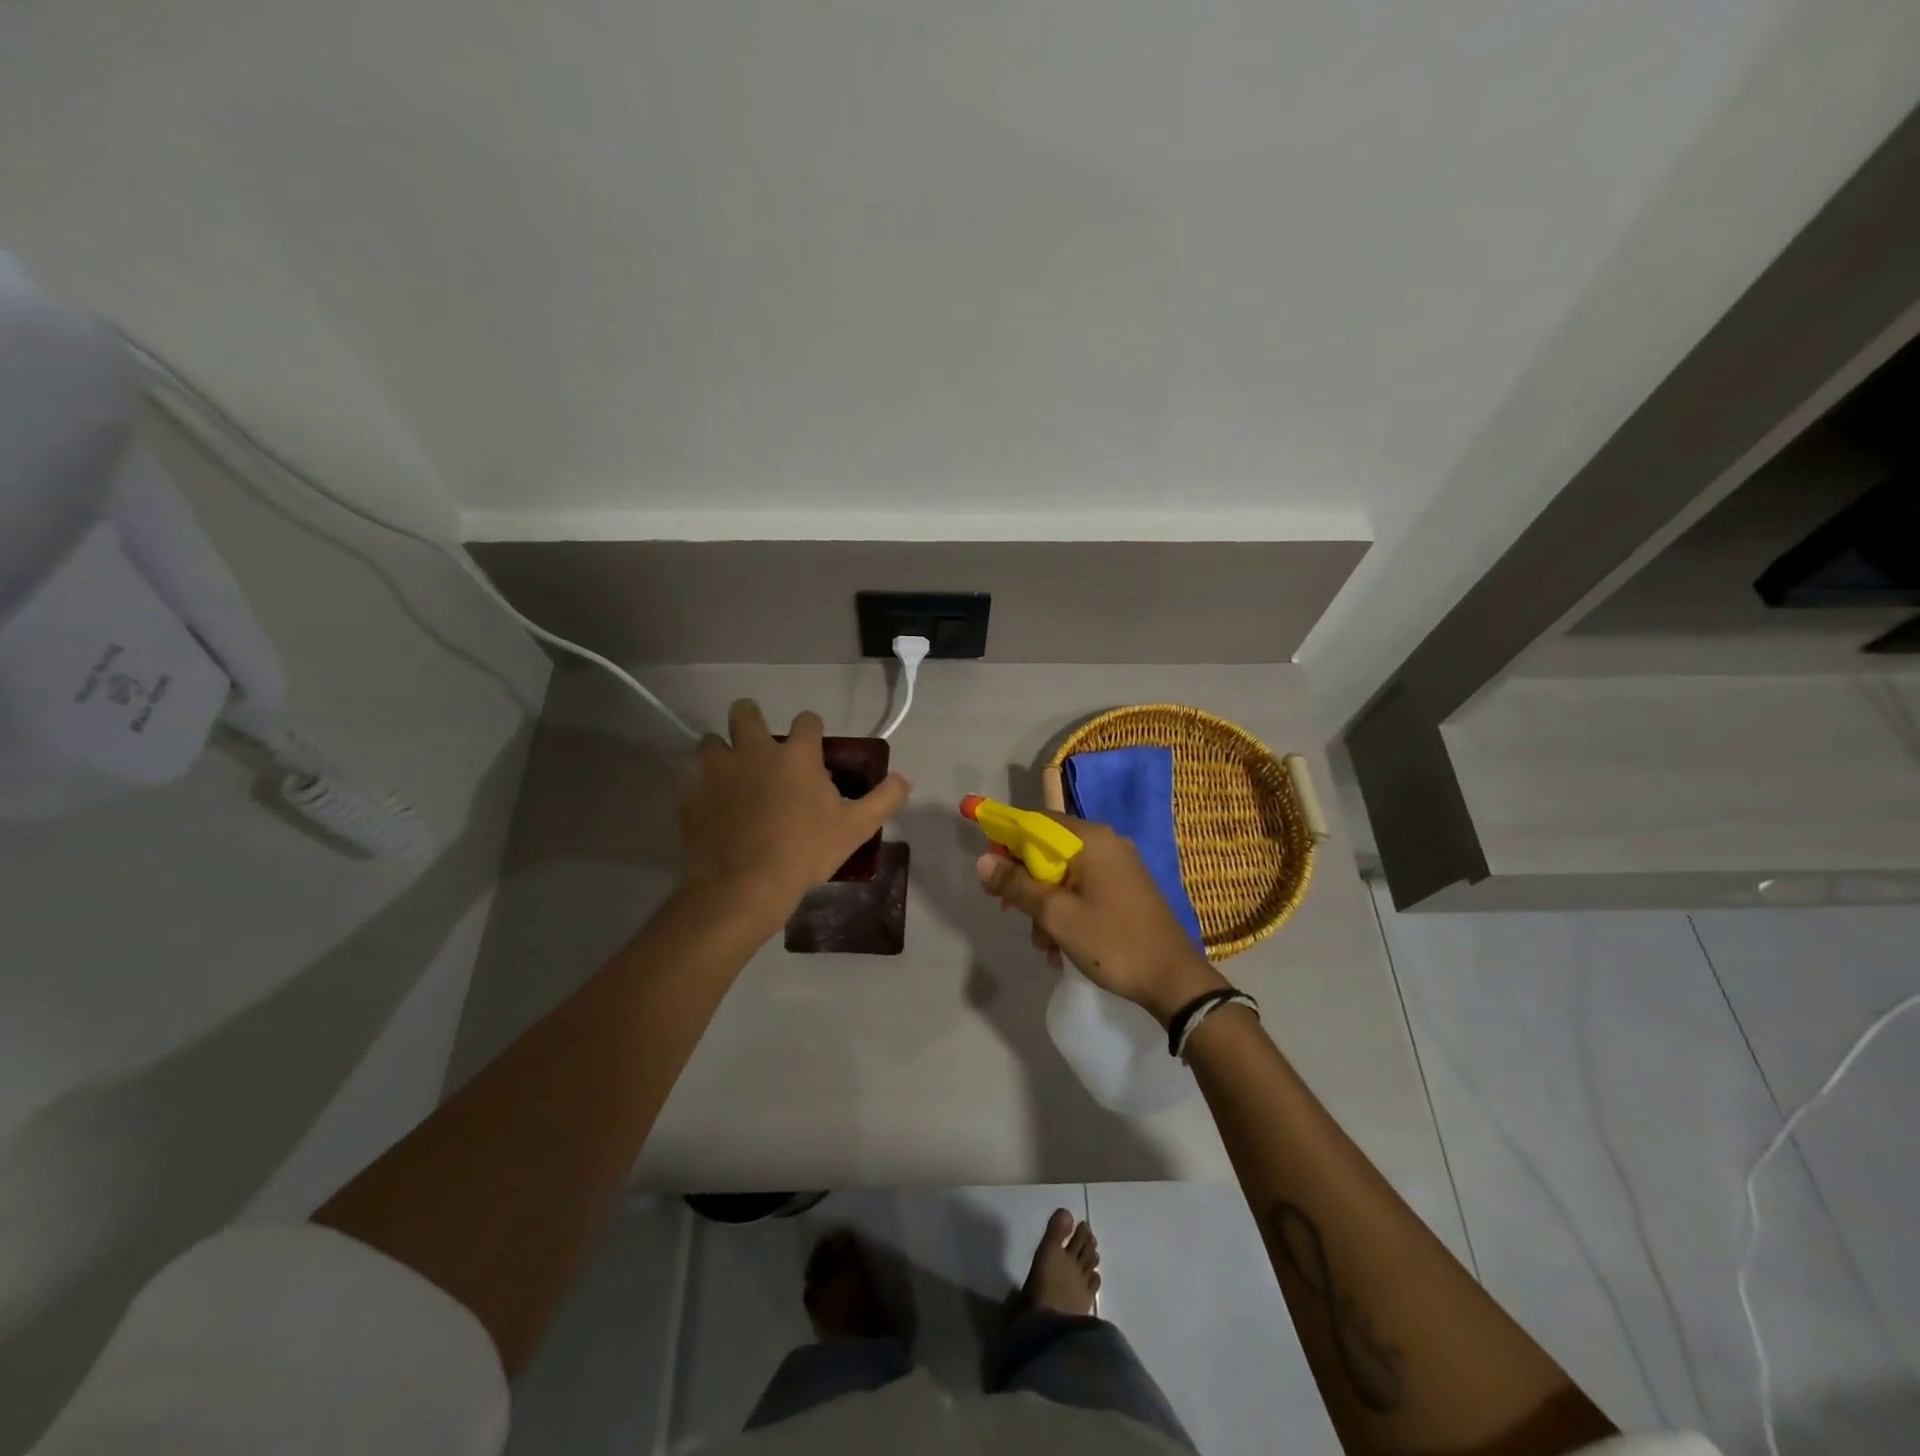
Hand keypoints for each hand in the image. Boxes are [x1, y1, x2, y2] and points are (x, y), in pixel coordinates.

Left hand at [680, 700, 910, 929]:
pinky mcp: (691, 795)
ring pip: (711, 742)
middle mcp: (753, 751)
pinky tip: (712, 807)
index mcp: (796, 755)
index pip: (807, 720)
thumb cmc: (805, 852)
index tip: (813, 746)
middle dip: (751, 719)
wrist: (744, 886)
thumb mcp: (855, 828)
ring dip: (722, 751)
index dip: (811, 729)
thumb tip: (908, 777)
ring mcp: (717, 771)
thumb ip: (884, 798)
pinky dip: (702, 787)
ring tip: (732, 775)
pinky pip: (692, 780)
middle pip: (744, 712)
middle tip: (760, 745)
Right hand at [976, 814, 1226, 1025]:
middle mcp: (1107, 843)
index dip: (1007, 842)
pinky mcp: (1127, 889)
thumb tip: (983, 860)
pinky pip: (1084, 890)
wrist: (1173, 980)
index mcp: (1091, 839)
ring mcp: (1120, 867)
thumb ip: (1017, 885)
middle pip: (1049, 851)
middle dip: (1027, 885)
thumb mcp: (1056, 915)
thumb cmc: (1111, 942)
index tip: (990, 873)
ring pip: (1064, 876)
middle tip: (1011, 914)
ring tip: (1044, 945)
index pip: (1035, 822)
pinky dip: (1068, 913)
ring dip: (1046, 907)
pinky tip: (1062, 948)